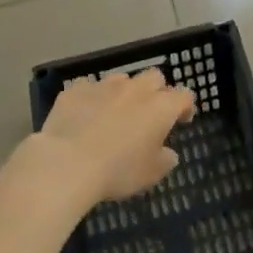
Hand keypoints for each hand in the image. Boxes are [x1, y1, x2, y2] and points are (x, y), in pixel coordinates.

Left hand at [29, 69, 194, 204]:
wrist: (66, 163)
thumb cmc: (117, 171)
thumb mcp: (150, 174)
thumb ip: (165, 160)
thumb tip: (168, 153)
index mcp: (160, 107)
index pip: (184, 96)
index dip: (185, 107)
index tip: (182, 120)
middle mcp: (136, 89)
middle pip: (154, 78)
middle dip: (157, 91)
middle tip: (149, 113)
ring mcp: (104, 86)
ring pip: (122, 79)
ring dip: (124, 92)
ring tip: (115, 113)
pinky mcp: (76, 90)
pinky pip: (90, 87)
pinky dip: (92, 98)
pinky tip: (85, 115)